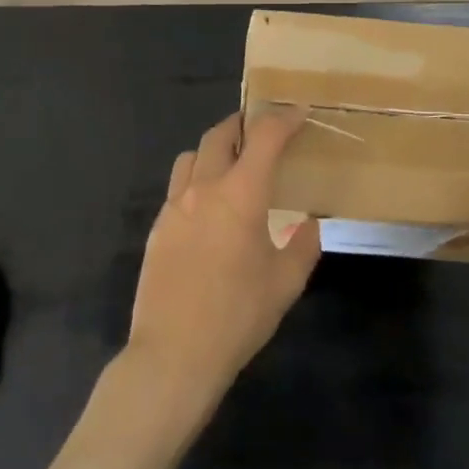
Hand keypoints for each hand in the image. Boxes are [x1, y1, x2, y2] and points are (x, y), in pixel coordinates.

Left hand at [124, 111, 320, 416]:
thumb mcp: (285, 284)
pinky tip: (208, 210)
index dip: (284, 119)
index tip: (299, 113)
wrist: (173, 356)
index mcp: (241, 194)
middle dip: (244, 125)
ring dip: (214, 150)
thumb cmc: (237, 317)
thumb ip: (304, 247)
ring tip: (231, 167)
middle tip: (262, 134)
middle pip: (221, 134)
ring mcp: (175, 206)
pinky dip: (197, 181)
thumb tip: (310, 225)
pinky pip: (178, 187)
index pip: (265, 137)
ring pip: (192, 156)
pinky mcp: (158, 227)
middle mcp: (205, 188)